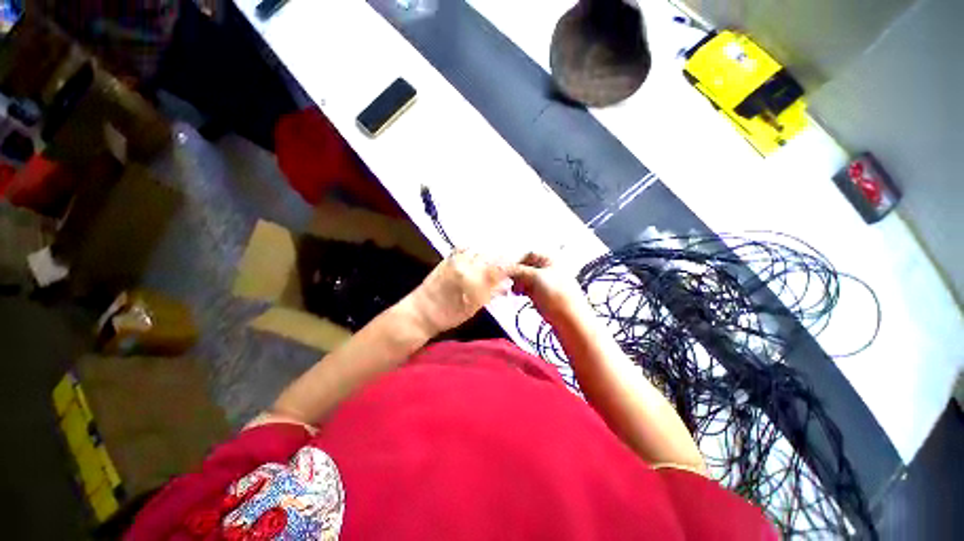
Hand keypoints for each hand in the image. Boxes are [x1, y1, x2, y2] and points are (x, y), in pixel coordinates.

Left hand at [407, 249, 512, 335]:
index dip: (511, 266)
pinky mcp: (448, 258)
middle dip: (503, 258)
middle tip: (510, 263)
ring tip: (496, 259)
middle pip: (491, 256)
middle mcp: (466, 265)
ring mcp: (456, 259)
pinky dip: (474, 249)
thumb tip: (507, 283)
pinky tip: (478, 253)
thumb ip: (491, 293)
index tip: (518, 268)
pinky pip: (464, 248)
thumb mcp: (473, 308)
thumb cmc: (448, 315)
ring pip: (479, 250)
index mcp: (473, 279)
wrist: (421, 311)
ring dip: (490, 253)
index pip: (498, 267)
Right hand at [509, 253, 584, 320]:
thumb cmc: (557, 296)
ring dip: (517, 282)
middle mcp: (548, 268)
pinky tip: (517, 294)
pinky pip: (527, 288)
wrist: (570, 320)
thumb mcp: (536, 278)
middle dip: (515, 274)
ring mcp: (545, 282)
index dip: (515, 262)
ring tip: (513, 290)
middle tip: (507, 282)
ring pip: (525, 278)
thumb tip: (502, 267)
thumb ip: (518, 270)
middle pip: (525, 267)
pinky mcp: (542, 294)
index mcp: (550, 259)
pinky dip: (521, 289)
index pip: (527, 255)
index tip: (504, 271)